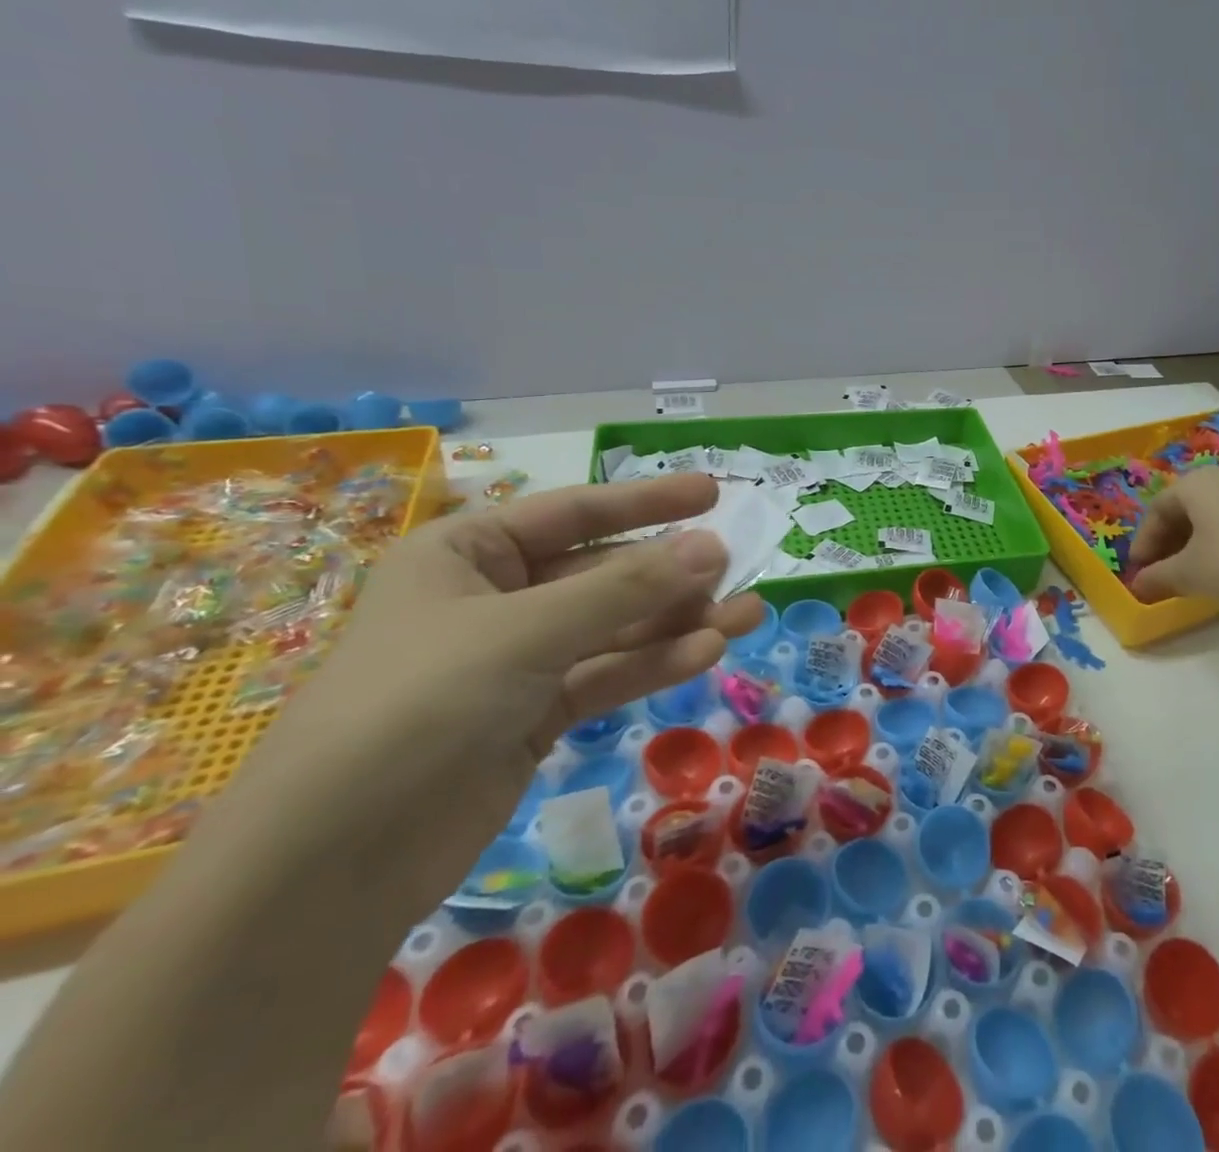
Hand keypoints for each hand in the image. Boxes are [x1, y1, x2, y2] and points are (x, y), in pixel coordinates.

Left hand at [214, 474, 759, 919]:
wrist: (329, 867)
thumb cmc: (418, 704)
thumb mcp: (527, 631)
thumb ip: (626, 588)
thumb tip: (714, 545)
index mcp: (467, 553)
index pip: (574, 511)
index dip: (647, 501)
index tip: (713, 493)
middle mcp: (493, 599)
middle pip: (602, 572)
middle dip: (670, 573)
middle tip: (738, 566)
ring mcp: (516, 661)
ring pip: (614, 628)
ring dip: (678, 622)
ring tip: (747, 613)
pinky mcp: (534, 716)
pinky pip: (605, 675)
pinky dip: (654, 664)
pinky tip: (707, 653)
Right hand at [1130, 466, 1218, 611]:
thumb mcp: (1189, 574)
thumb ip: (1158, 577)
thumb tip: (1138, 584)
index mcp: (1194, 484)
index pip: (1156, 510)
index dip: (1143, 543)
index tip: (1138, 572)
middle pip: (1183, 509)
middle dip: (1168, 542)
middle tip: (1161, 572)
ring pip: (1211, 515)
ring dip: (1194, 543)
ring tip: (1192, 573)